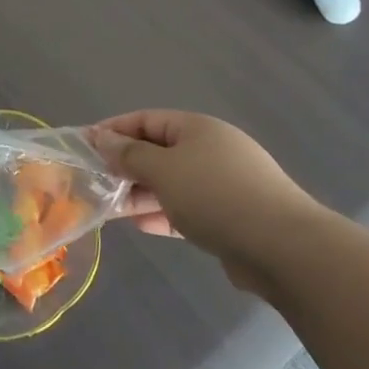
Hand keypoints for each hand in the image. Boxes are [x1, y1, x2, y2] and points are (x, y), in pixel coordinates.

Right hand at [88, 111, 326, 294]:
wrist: (284, 249)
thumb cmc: (215, 196)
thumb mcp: (163, 170)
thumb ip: (129, 154)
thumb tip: (102, 137)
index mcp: (197, 128)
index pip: (146, 120)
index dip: (114, 129)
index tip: (84, 145)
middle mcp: (211, 150)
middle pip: (158, 151)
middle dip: (126, 165)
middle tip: (94, 181)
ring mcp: (224, 184)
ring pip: (172, 182)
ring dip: (142, 192)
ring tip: (112, 207)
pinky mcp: (231, 217)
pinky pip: (188, 208)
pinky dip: (164, 213)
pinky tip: (142, 225)